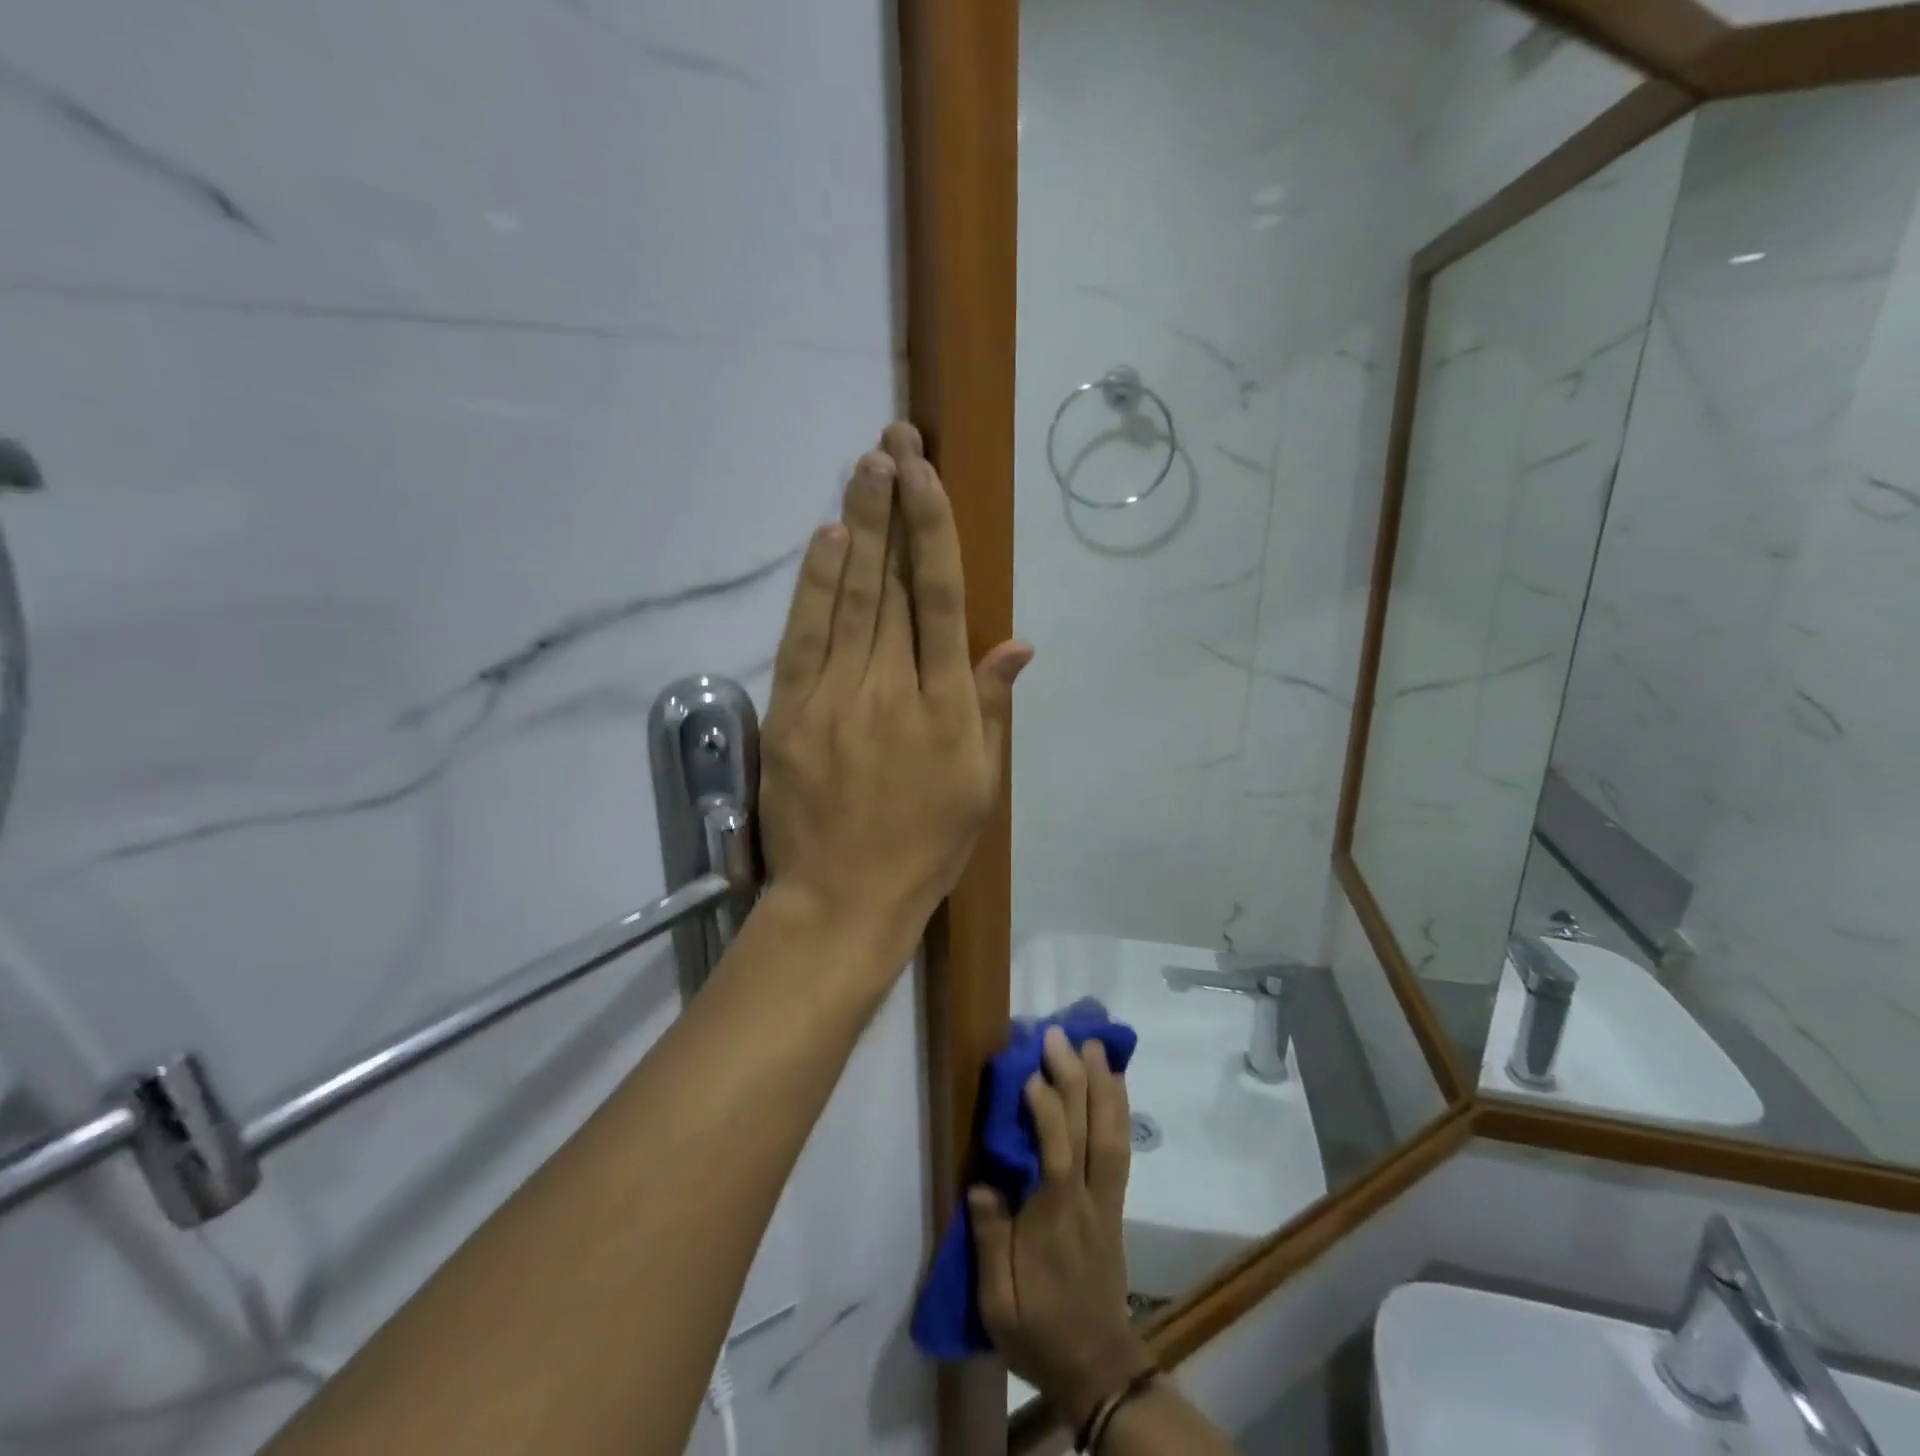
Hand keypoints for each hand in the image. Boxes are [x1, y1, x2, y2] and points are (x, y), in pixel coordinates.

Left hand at [758, 422, 1031, 972]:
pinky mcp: (793, 713)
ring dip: (859, 527)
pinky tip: (826, 538)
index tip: (927, 474)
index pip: (940, 600)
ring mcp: (837, 697)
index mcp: (946, 707)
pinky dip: (815, 586)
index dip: (933, 532)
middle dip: (895, 506)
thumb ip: (993, 708)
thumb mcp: (981, 786)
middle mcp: (893, 688)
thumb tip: (1016, 642)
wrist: (846, 897)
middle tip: (893, 440)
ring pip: (850, 599)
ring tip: (864, 467)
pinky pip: (805, 638)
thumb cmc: (926, 846)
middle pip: (893, 585)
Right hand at [971, 1027, 1151, 1428]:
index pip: (1056, 1150)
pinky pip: (1121, 1147)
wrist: (1097, 1366)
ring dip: (1104, 1085)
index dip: (1046, 1107)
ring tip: (1093, 1046)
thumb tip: (983, 1183)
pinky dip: (1119, 1110)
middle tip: (1059, 1035)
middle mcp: (1086, 1197)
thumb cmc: (1040, 1330)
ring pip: (1112, 1132)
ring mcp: (1106, 1198)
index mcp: (1054, 1217)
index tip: (1030, 1070)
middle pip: (1089, 1129)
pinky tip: (1115, 1086)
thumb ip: (989, 1239)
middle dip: (1076, 1078)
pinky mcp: (1115, 1202)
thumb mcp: (998, 1302)